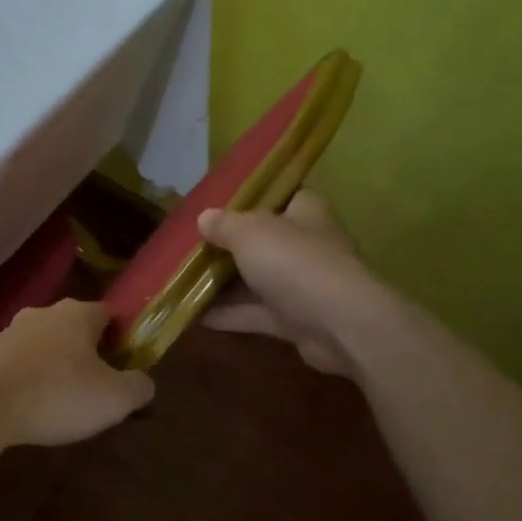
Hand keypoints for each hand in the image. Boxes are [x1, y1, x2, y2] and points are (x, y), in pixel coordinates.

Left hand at [0, 299, 155, 449]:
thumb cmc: (57, 394)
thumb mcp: (114, 399)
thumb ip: (138, 387)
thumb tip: (144, 382)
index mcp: (78, 314)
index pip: (108, 314)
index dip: (121, 338)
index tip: (124, 366)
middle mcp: (44, 313)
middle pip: (74, 328)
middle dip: (86, 353)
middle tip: (95, 387)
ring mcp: (10, 331)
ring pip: (44, 345)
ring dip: (54, 366)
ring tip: (60, 402)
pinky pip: (18, 364)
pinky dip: (28, 379)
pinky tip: (30, 407)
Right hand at [198, 190, 378, 378]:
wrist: (339, 325)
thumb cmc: (294, 262)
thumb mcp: (249, 232)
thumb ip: (224, 224)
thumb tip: (204, 218)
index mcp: (305, 212)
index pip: (281, 195)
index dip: (252, 197)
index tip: (218, 203)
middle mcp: (307, 245)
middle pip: (263, 240)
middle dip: (229, 245)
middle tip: (191, 246)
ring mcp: (302, 285)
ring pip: (256, 279)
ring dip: (224, 283)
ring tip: (182, 281)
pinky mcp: (296, 320)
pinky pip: (255, 313)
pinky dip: (229, 314)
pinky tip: (194, 315)